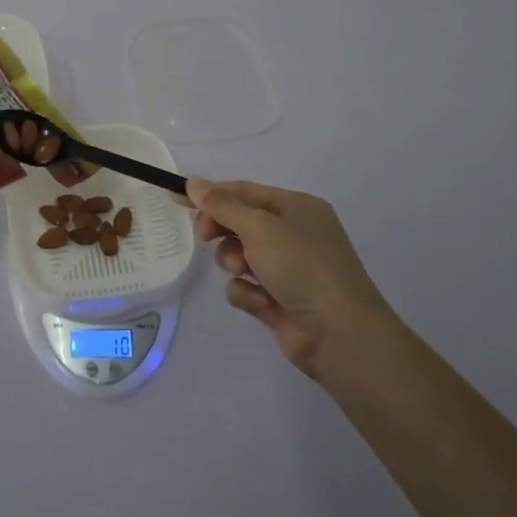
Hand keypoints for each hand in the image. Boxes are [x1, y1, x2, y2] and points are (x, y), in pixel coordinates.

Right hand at [190, 177, 391, 378]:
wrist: (339, 334)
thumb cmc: (301, 266)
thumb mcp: (258, 226)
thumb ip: (222, 205)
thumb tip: (193, 181)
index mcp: (296, 208)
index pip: (244, 192)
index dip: (211, 194)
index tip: (177, 197)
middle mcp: (294, 234)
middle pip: (240, 222)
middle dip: (222, 230)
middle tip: (206, 236)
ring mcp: (288, 270)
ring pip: (239, 255)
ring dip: (234, 261)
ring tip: (244, 271)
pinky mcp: (279, 301)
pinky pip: (246, 287)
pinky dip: (247, 292)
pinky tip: (260, 302)